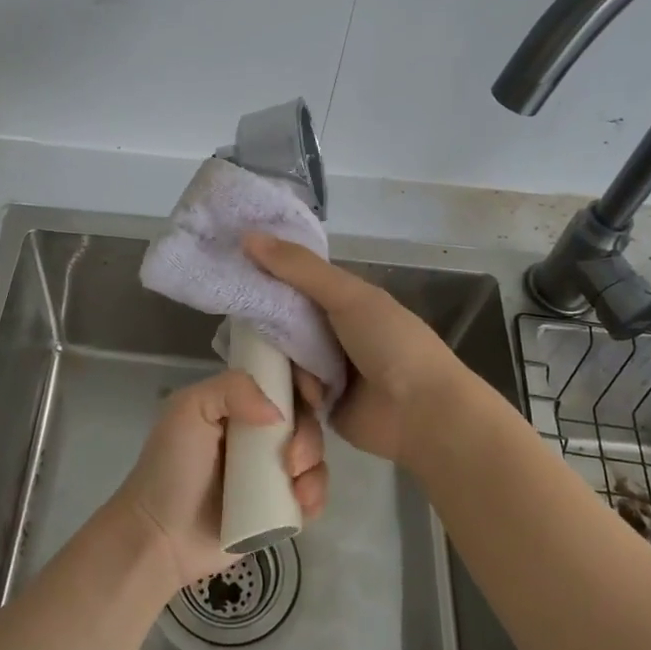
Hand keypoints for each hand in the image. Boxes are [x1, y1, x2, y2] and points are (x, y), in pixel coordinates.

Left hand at [108, 367, 327, 590]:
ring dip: (315, 466)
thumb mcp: (189, 409)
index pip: (281, 382)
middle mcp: (258, 433)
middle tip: (291, 458)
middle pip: (304, 419)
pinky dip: (316, 494)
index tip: (310, 395)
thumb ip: (232, 389)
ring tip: (295, 485)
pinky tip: (303, 502)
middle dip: (309, 434)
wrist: (160, 536)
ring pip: (313, 455)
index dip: (302, 382)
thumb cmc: (170, 467)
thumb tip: (279, 414)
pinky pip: (312, 493)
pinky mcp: (278, 507)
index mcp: (237, 404)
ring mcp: (270, 471)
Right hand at [243, 232, 498, 473]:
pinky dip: (285, 394)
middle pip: (281, 323)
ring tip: (278, 372)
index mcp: (342, 300)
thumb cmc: (391, 344)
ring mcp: (324, 370)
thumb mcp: (347, 296)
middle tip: (241, 331)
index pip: (291, 281)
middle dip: (265, 329)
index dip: (263, 275)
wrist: (422, 413)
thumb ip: (299, 269)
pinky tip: (281, 396)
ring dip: (280, 367)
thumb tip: (247, 236)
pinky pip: (287, 393)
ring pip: (280, 359)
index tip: (228, 273)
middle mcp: (330, 331)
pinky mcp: (318, 406)